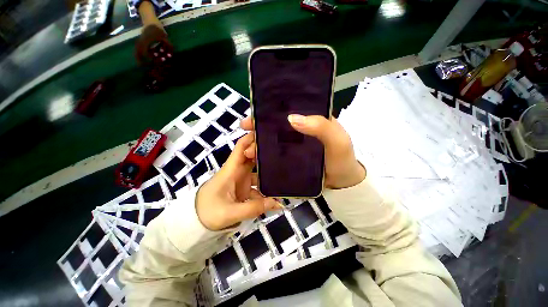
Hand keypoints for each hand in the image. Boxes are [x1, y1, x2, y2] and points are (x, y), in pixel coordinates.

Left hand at [196, 133, 280, 230]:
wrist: (195, 223)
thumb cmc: (207, 213)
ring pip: (257, 171)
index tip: (266, 133)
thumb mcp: (230, 213)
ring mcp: (240, 180)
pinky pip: (257, 186)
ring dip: (268, 174)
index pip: (240, 148)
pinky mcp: (243, 189)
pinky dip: (265, 190)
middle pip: (252, 158)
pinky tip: (275, 196)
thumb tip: (277, 202)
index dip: (251, 138)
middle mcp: (237, 172)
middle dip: (265, 154)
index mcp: (231, 170)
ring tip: (284, 175)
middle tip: (282, 154)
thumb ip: (253, 208)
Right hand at [240, 115, 365, 189]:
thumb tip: (291, 118)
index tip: (253, 118)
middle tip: (245, 132)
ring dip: (258, 144)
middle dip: (258, 128)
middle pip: (275, 126)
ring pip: (272, 141)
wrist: (343, 183)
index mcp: (309, 120)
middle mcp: (299, 130)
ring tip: (248, 151)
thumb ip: (320, 127)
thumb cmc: (342, 159)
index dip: (269, 112)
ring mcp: (293, 146)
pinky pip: (274, 155)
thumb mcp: (337, 140)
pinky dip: (264, 156)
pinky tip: (255, 160)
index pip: (287, 111)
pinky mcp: (290, 159)